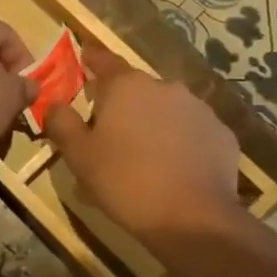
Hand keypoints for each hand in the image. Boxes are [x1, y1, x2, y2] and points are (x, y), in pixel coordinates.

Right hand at [43, 43, 245, 243]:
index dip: (91, 59)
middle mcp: (164, 87)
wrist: (193, 219)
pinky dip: (181, 141)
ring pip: (167, 108)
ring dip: (153, 121)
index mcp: (126, 86)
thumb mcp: (78, 155)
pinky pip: (192, 130)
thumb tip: (54, 104)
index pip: (104, 60)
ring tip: (144, 153)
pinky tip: (175, 167)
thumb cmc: (124, 181)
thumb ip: (61, 122)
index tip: (84, 58)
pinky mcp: (222, 134)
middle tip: (110, 130)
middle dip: (122, 102)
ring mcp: (198, 109)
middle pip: (136, 87)